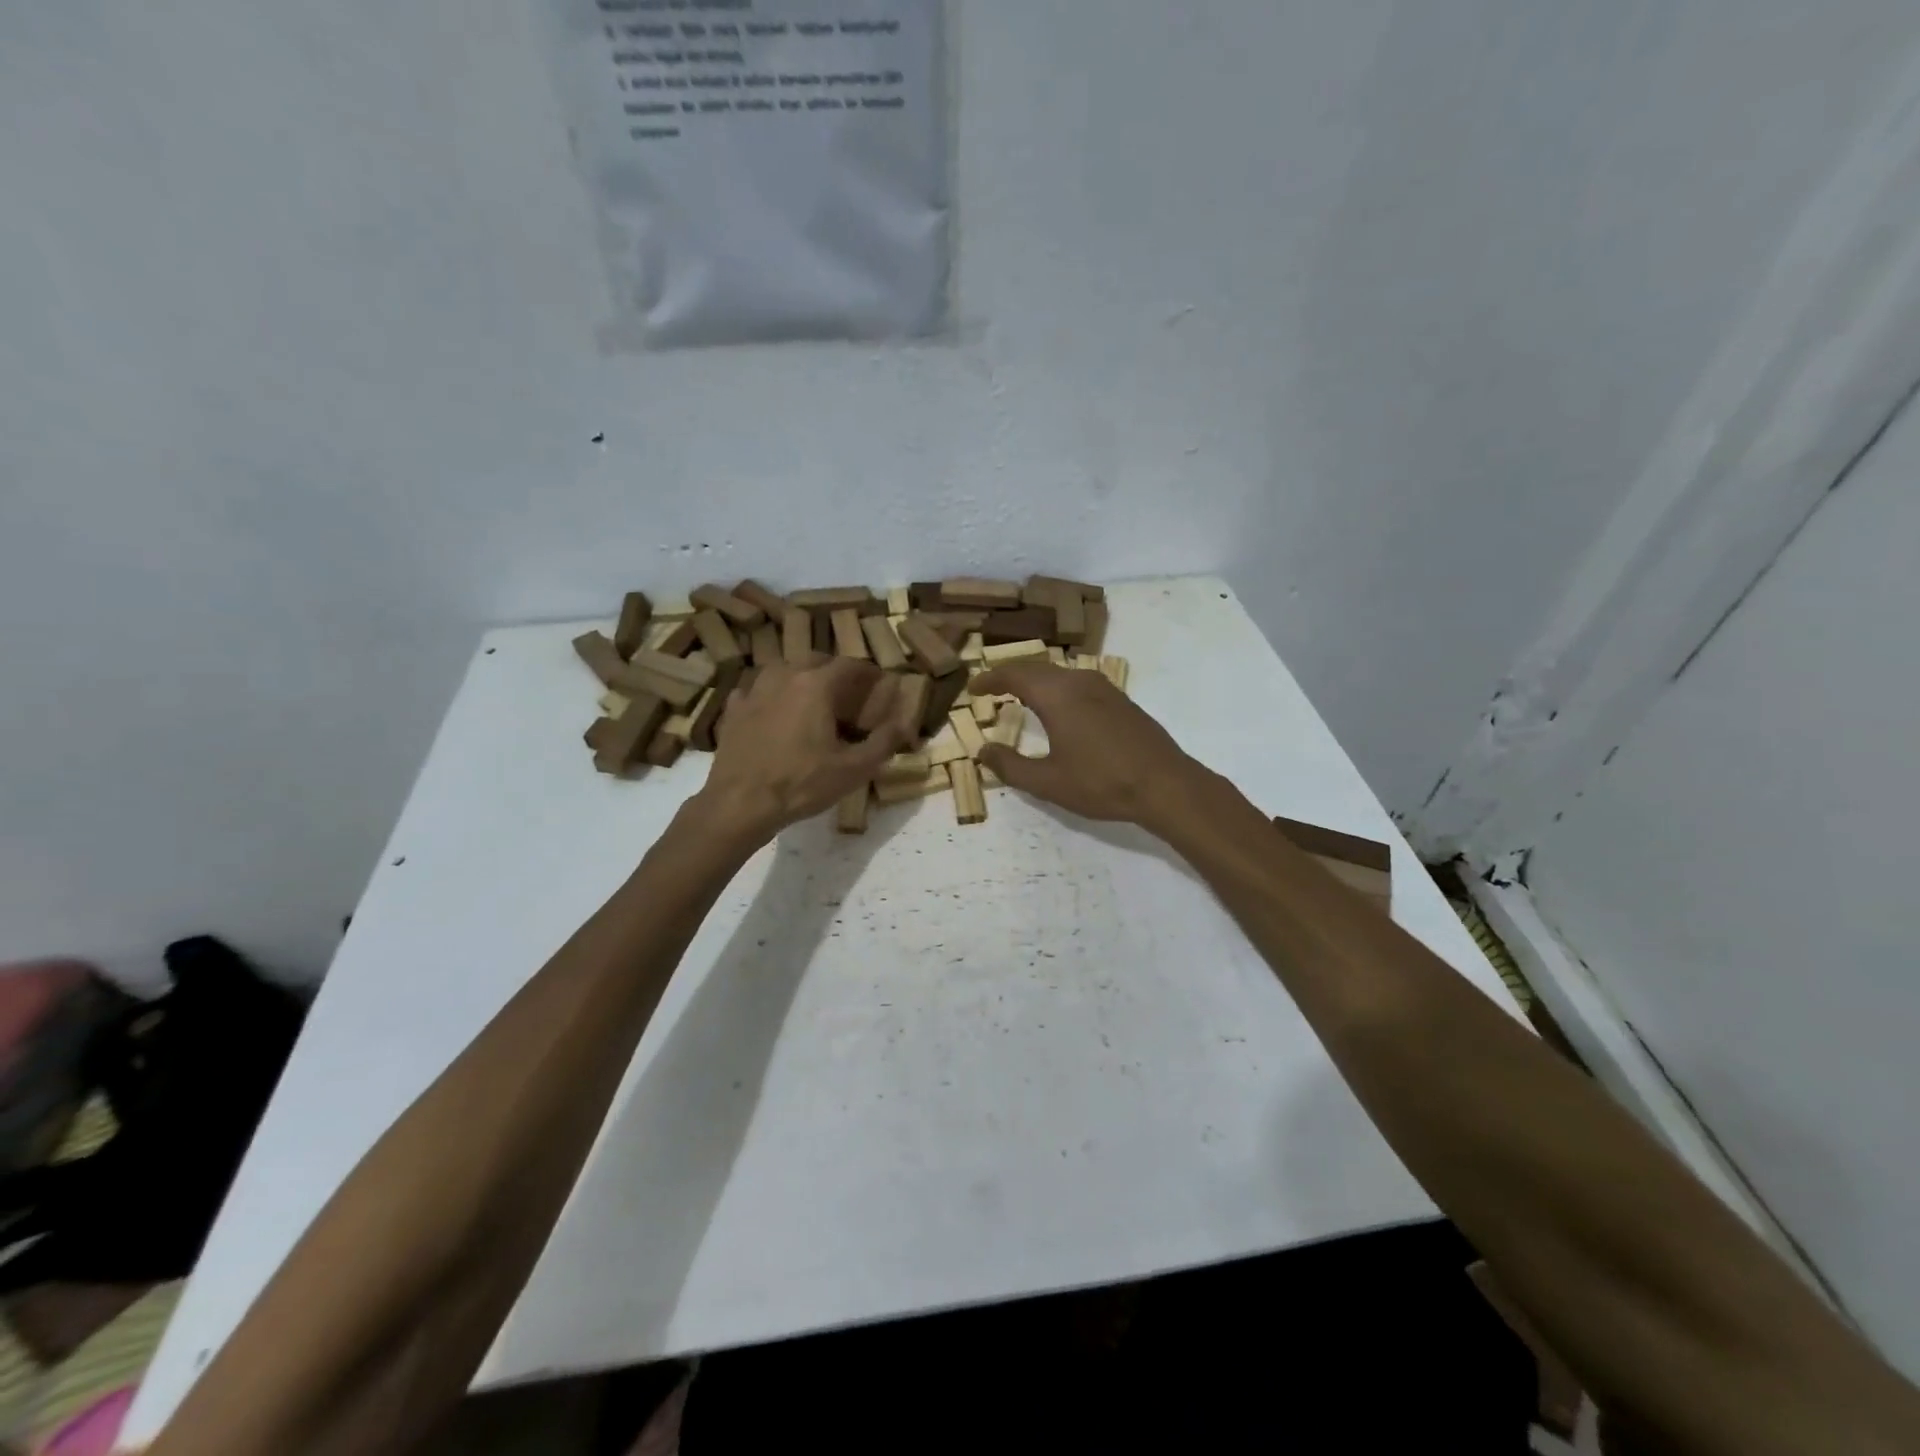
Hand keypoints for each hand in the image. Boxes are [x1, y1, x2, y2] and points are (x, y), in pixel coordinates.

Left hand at [696, 659, 911, 842]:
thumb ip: (884, 742)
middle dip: (835, 672)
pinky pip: (755, 690)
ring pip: (783, 669)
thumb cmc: (802, 784)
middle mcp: (784, 676)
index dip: (869, 671)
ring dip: (800, 677)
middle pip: (815, 660)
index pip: (850, 664)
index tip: (880, 683)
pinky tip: (772, 711)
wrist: (740, 804)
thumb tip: (905, 722)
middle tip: (847, 693)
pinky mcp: (733, 709)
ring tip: (810, 698)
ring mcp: (754, 690)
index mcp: (816, 685)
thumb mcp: (854, 769)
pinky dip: (769, 694)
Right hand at [972, 662, 1197, 830]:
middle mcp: (1079, 682)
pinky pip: (1078, 682)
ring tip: (1020, 696)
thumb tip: (984, 751)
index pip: (1014, 674)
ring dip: (1035, 680)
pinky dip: (1057, 688)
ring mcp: (1104, 688)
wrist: (1165, 785)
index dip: (990, 679)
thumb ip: (1010, 766)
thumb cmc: (1101, 783)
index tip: (973, 688)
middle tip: (991, 689)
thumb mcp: (1048, 782)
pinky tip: (1058, 708)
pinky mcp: (1120, 700)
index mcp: (1057, 695)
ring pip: (1059, 673)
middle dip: (1010, 675)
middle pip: (1036, 668)